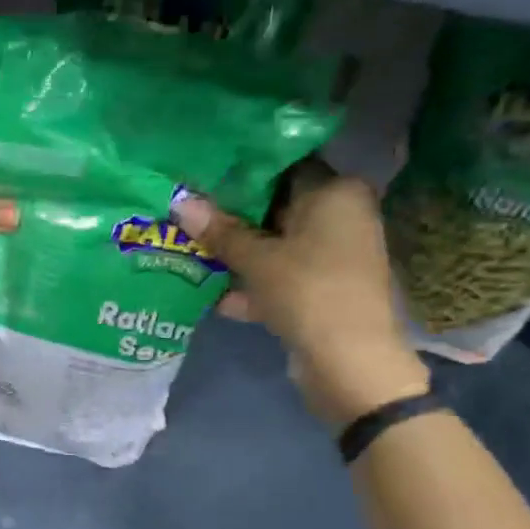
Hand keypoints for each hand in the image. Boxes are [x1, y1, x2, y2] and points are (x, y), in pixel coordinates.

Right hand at [174, 165, 428, 428]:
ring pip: (276, 246)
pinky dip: (254, 285)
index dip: (243, 170)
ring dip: (238, 254)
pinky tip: (215, 296)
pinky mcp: (322, 290)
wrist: (349, 363)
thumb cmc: (307, 291)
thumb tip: (180, 202)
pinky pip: (281, 277)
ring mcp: (333, 256)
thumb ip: (219, 231)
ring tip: (191, 249)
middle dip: (234, 216)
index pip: (285, 165)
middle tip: (189, 210)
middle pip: (278, 207)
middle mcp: (341, 217)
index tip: (204, 173)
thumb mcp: (256, 259)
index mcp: (336, 192)